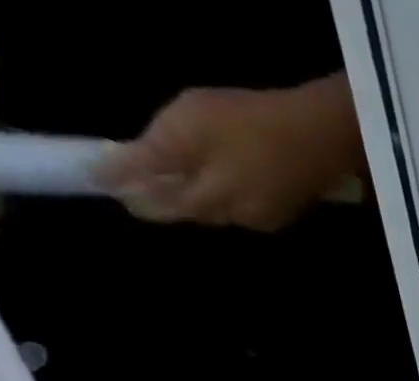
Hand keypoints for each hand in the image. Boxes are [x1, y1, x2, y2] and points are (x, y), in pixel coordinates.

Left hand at [96, 76, 363, 231]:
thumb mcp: (186, 127)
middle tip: (134, 184)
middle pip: (189, 212)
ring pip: (217, 211)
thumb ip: (152, 156)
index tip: (103, 182)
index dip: (128, 192)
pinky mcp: (283, 210)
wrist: (316, 139)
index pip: (158, 204)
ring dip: (195, 200)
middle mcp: (233, 218)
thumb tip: (114, 176)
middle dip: (163, 200)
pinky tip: (225, 182)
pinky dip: (225, 198)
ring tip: (177, 181)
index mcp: (206, 200)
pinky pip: (244, 208)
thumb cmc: (245, 124)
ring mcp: (262, 218)